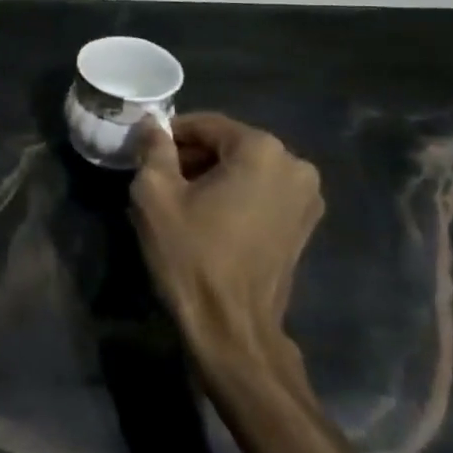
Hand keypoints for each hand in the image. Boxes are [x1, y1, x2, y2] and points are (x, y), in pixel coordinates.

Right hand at [131, 113, 323, 377]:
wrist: (232, 328)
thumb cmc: (191, 255)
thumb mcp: (156, 195)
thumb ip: (154, 149)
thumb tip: (153, 124)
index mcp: (262, 149)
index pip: (207, 125)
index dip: (172, 135)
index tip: (146, 152)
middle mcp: (294, 164)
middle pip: (230, 146)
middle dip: (193, 157)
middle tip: (159, 179)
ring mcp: (306, 197)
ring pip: (247, 170)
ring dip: (214, 177)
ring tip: (181, 202)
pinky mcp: (305, 225)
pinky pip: (262, 194)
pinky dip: (236, 197)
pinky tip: (209, 219)